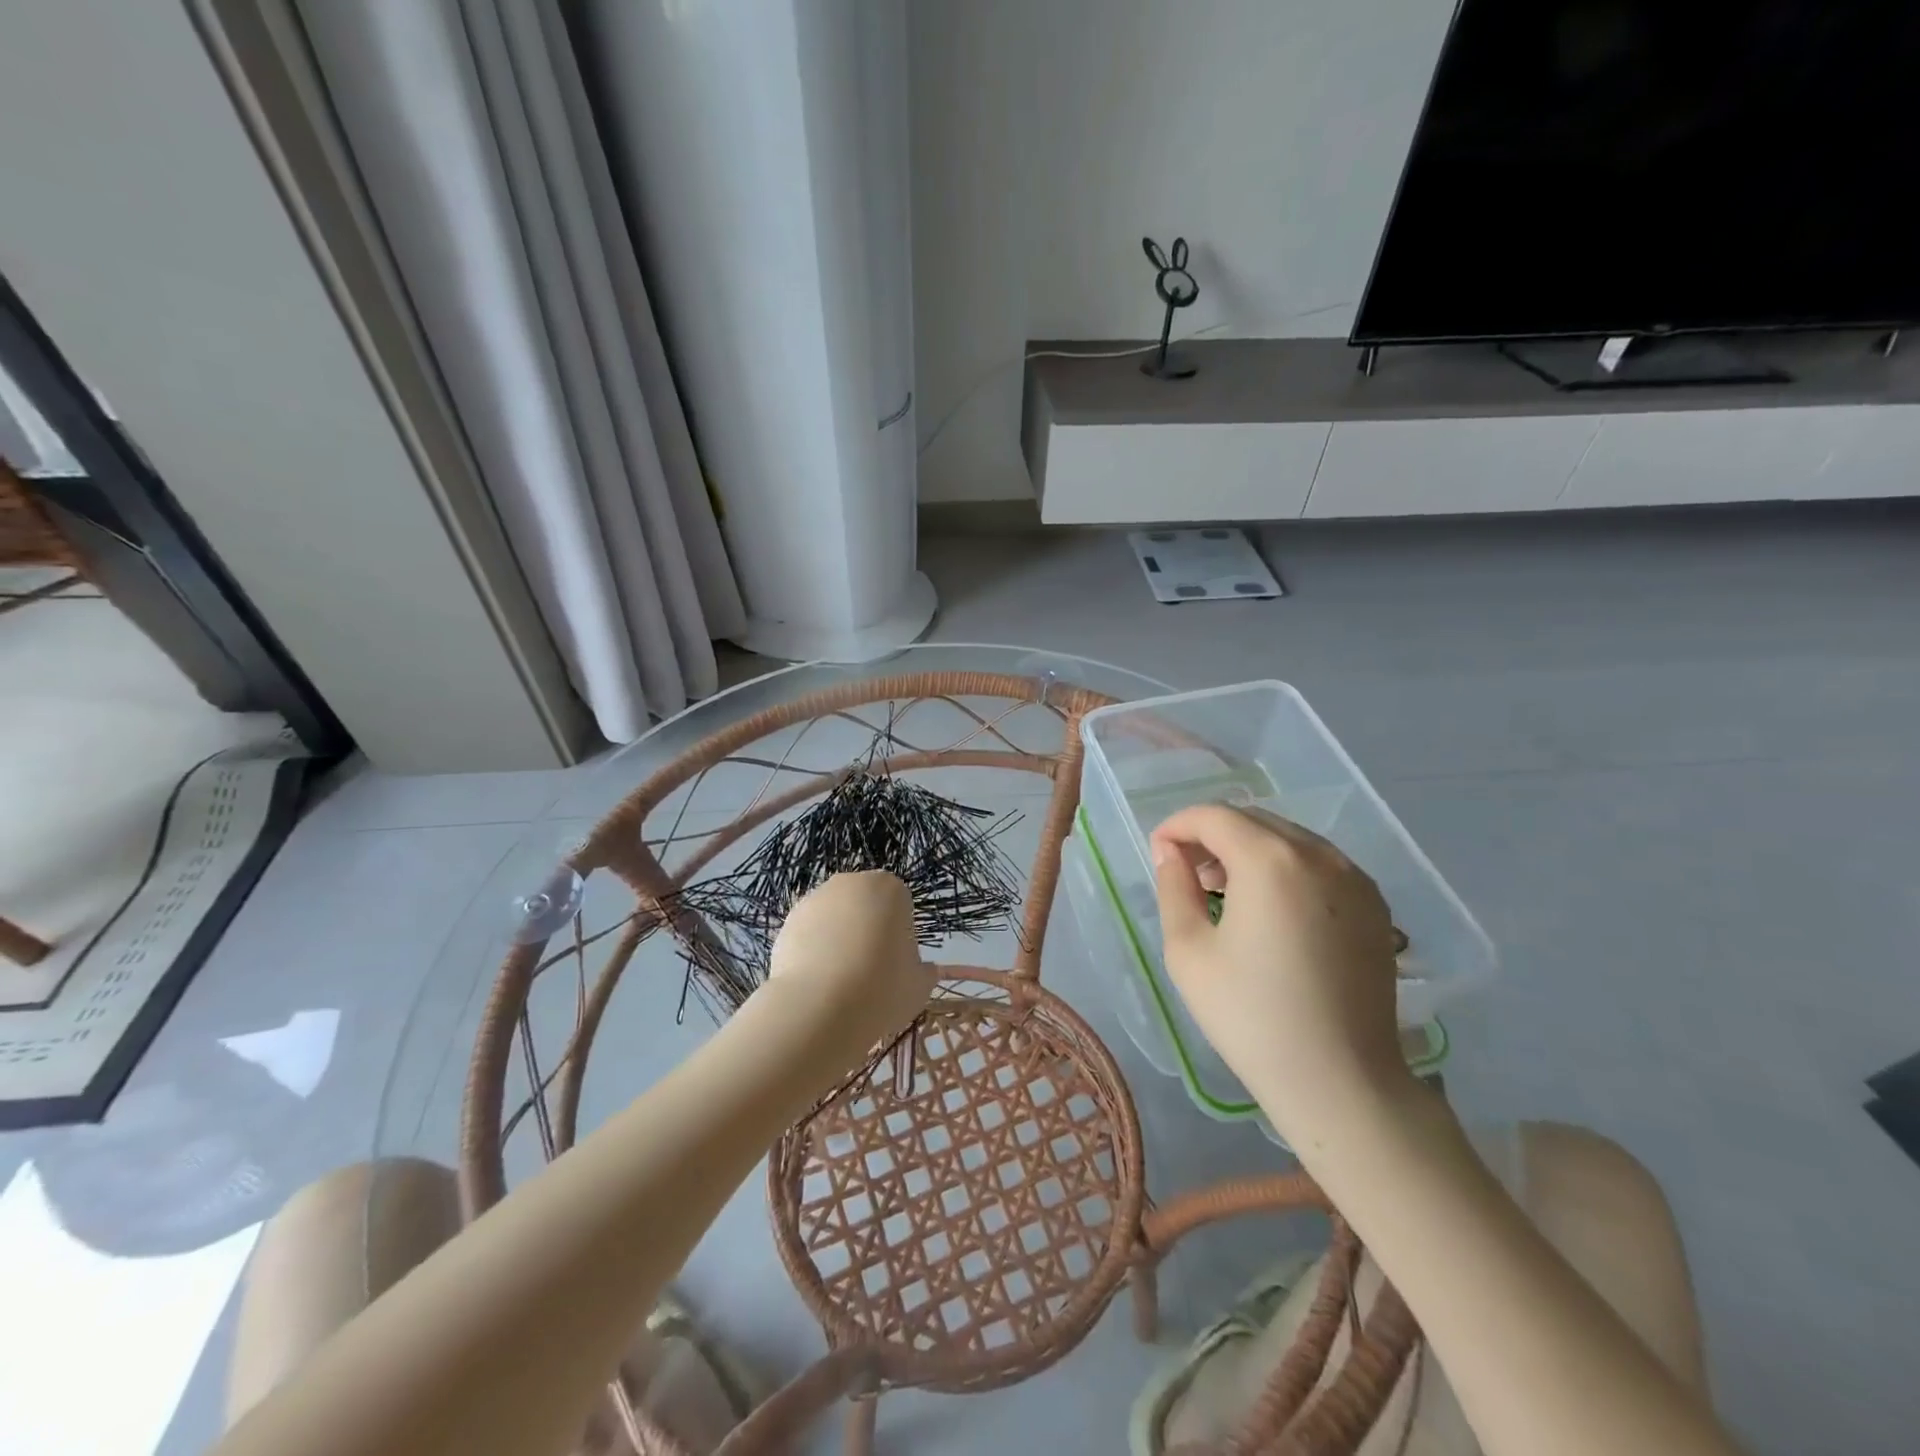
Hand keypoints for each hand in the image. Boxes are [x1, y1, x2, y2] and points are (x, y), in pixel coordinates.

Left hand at [765, 871, 931, 1059]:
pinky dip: (812, 951)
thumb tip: (922, 970)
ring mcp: (814, 899)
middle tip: (869, 970)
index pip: (899, 903)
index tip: (895, 962)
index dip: (899, 933)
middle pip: (863, 904)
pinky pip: (808, 934)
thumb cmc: (883, 987)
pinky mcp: (786, 922)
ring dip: (837, 939)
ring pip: (833, 917)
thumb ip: (923, 970)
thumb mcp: (920, 984)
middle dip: (866, 929)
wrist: (820, 1007)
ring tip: (839, 981)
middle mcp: (850, 883)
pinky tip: (816, 982)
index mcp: (889, 887)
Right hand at [1150, 804, 1411, 1147]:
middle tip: (1187, 874)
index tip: (1159, 855)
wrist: (1341, 1081)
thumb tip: (1170, 853)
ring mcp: (1354, 878)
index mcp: (1270, 860)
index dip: (1177, 826)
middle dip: (1212, 836)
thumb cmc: (1251, 1016)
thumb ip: (1173, 887)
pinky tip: (1271, 909)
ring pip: (1287, 838)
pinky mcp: (1375, 905)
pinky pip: (1318, 864)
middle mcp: (1318, 854)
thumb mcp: (1188, 950)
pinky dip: (1285, 868)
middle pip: (1252, 820)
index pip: (1213, 816)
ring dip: (1248, 850)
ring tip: (1225, 893)